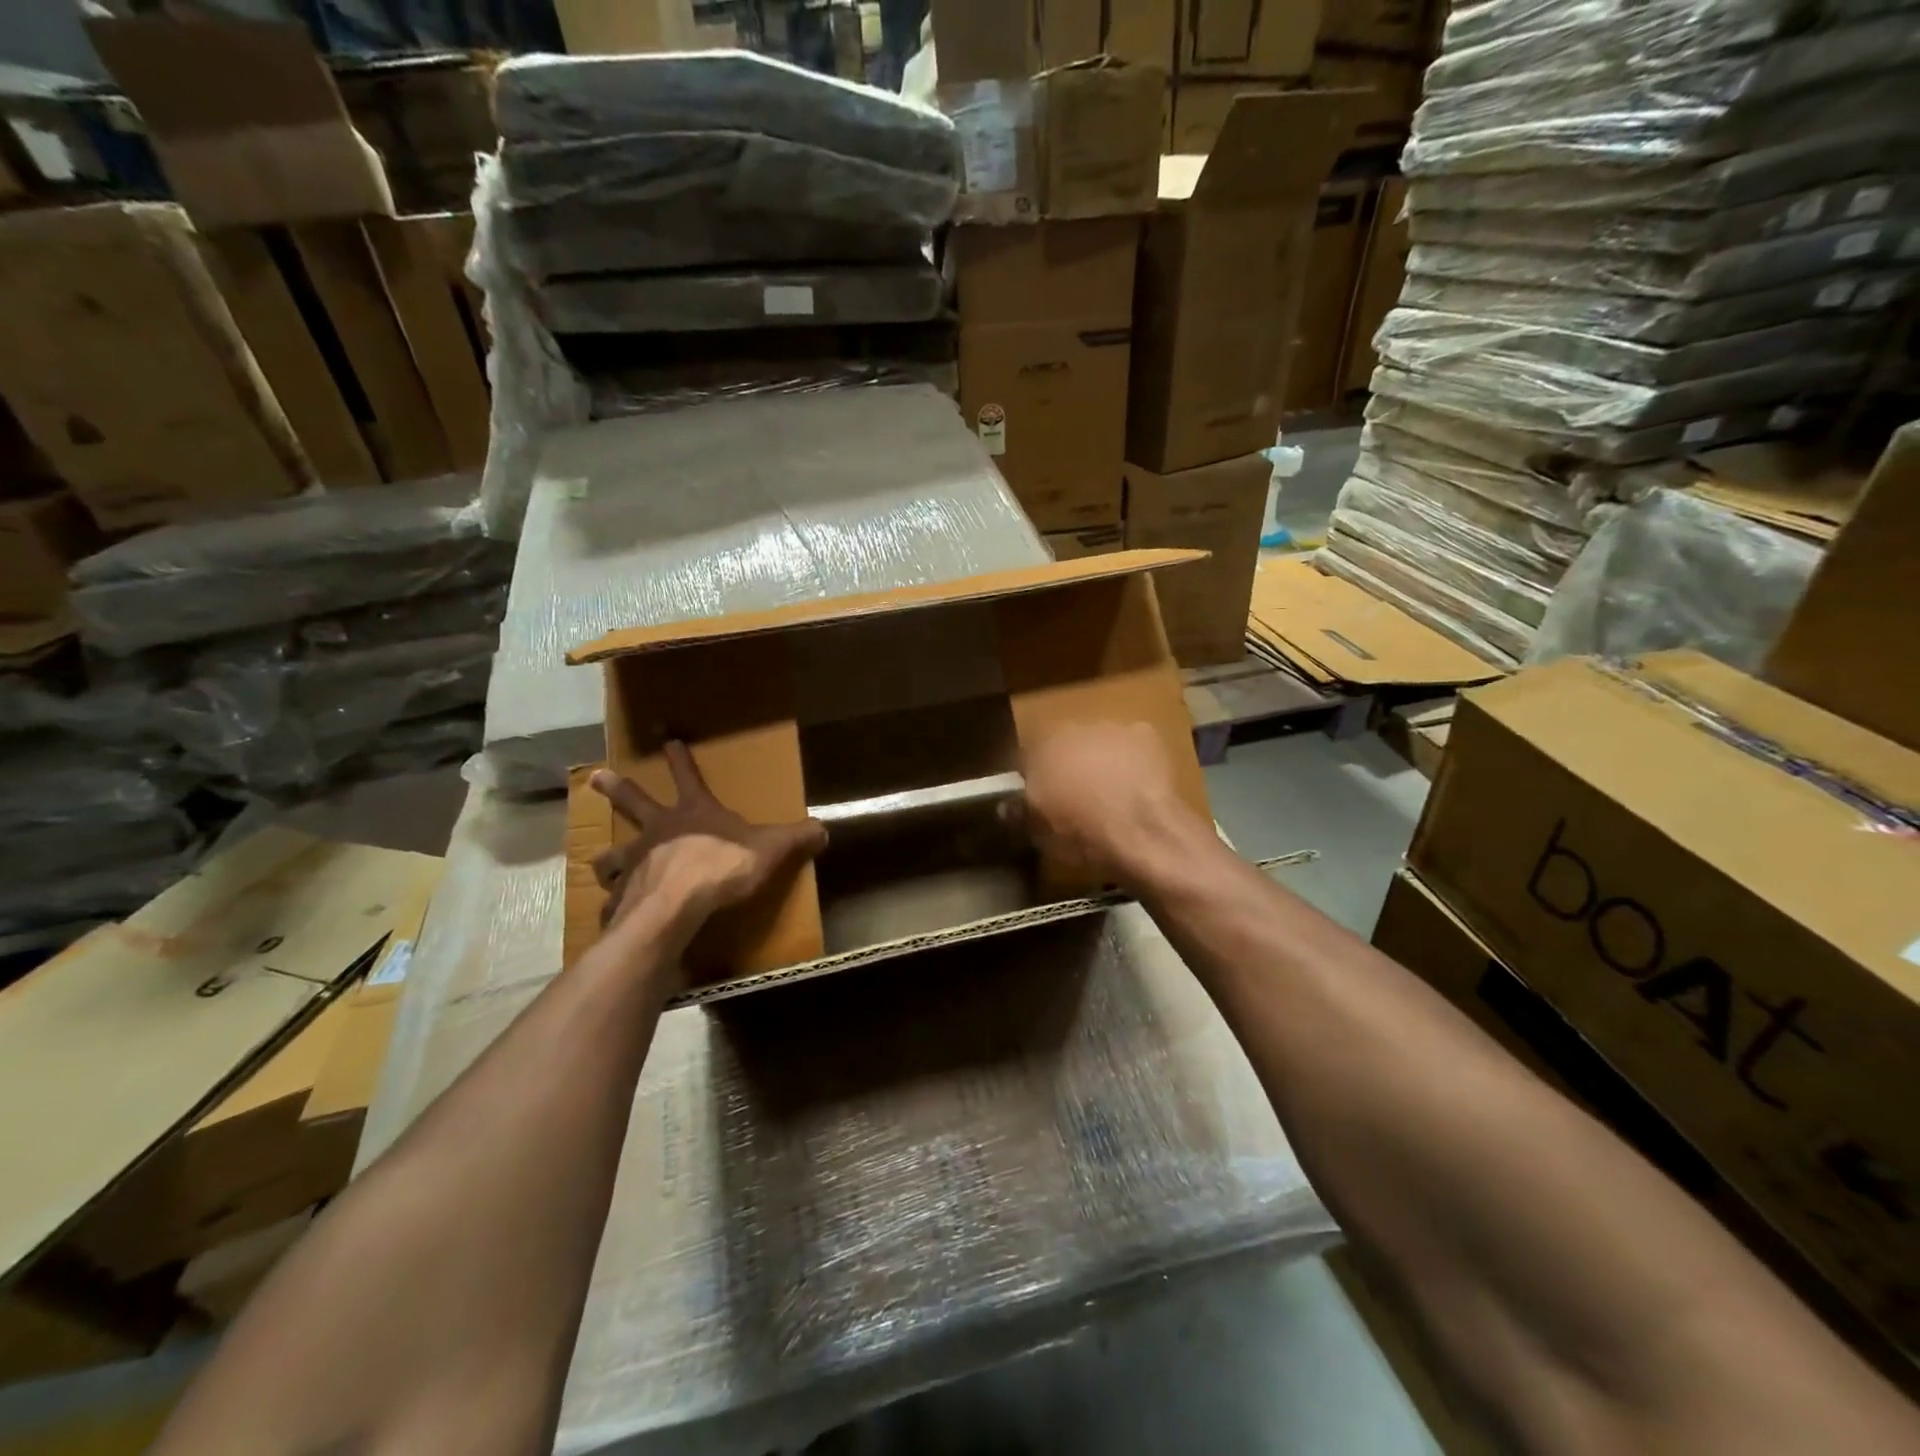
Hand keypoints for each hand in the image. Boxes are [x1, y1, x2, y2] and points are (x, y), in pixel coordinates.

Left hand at [590, 743, 826, 939]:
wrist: (677, 904)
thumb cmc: (723, 866)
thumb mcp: (770, 849)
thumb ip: (796, 838)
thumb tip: (825, 829)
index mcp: (694, 813)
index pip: (688, 777)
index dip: (681, 759)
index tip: (669, 741)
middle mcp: (658, 830)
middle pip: (633, 802)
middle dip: (617, 788)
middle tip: (595, 776)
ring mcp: (635, 861)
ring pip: (613, 854)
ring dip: (607, 857)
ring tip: (599, 861)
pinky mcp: (622, 894)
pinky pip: (614, 899)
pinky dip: (612, 906)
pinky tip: (611, 914)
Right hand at [1011, 721, 1193, 887]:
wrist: (1142, 831)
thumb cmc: (1082, 833)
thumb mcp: (1039, 833)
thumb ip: (1019, 813)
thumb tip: (1005, 807)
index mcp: (1039, 748)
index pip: (1025, 758)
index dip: (1031, 780)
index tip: (1037, 801)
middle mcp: (1072, 728)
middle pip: (1064, 746)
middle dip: (1067, 766)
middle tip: (1075, 797)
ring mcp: (1111, 727)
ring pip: (1099, 742)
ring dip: (1100, 760)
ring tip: (1110, 793)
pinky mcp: (1146, 734)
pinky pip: (1132, 746)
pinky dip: (1132, 760)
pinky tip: (1137, 785)